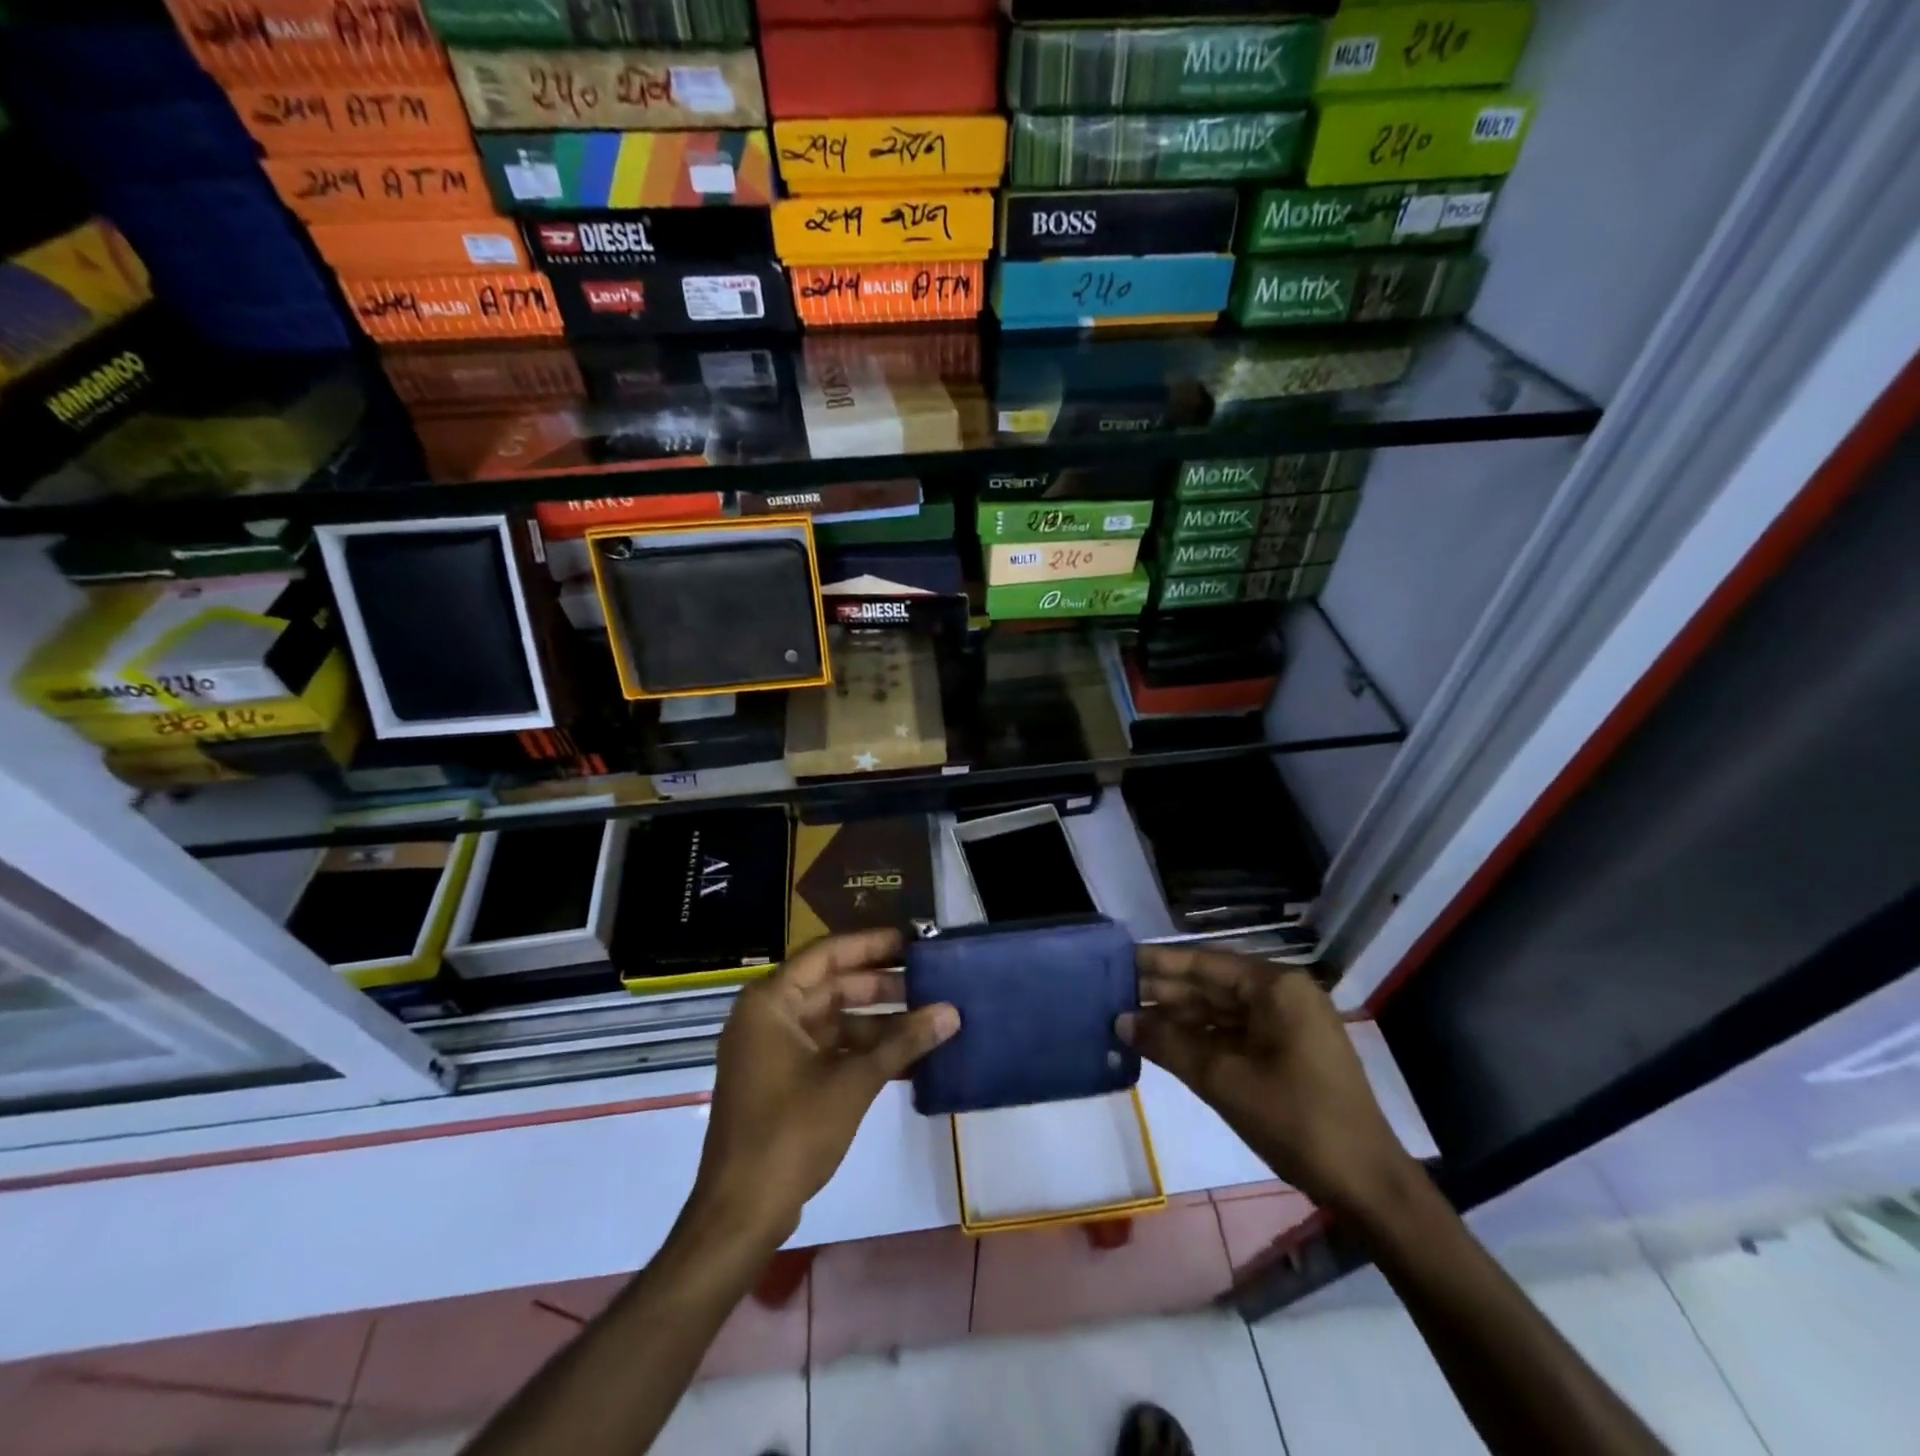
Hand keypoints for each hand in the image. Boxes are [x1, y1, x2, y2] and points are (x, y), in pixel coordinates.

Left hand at [688, 928, 958, 1249]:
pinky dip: (862, 1052)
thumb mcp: (853, 1083)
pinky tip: (907, 1057)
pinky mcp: (782, 1080)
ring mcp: (773, 1050)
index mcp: (771, 1002)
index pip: (828, 954)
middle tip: (929, 981)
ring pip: (833, 1020)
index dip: (872, 945)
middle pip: (832, 985)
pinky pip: (828, 1050)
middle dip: (881, 986)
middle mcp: (768, 1016)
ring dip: (878, 1023)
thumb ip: (904, 1042)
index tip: (912, 942)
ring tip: (928, 1021)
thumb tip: (952, 1012)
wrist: (740, 1214)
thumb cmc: (790, 1134)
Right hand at [1119, 946, 1416, 1217]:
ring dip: (1180, 1016)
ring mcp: (1289, 1025)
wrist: (1366, 1184)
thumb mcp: (1223, 1080)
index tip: (1122, 959)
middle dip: (1166, 991)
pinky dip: (1202, 1038)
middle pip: (1214, 985)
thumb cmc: (1295, 1119)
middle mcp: (1284, 996)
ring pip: (1222, 1010)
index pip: (1206, 963)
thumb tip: (1120, 1021)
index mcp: (1276, 987)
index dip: (1161, 963)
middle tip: (1116, 991)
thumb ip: (1169, 1045)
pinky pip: (1236, 1033)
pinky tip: (1167, 1043)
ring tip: (1132, 1017)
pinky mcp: (1289, 1052)